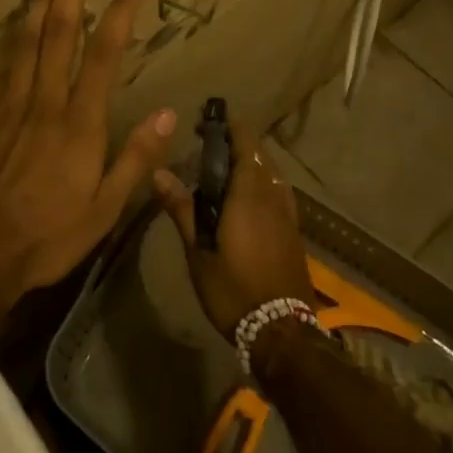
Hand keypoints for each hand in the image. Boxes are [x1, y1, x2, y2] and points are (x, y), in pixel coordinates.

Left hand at [0, 0, 178, 320]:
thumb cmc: (47, 236)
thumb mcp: (105, 209)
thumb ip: (136, 158)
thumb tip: (169, 113)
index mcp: (81, 122)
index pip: (105, 54)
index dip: (120, 14)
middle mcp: (46, 100)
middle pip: (60, 32)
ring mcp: (8, 103)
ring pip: (25, 39)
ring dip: (38, 0)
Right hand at [152, 118, 313, 338]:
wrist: (282, 332)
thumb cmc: (233, 289)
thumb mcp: (199, 252)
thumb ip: (181, 208)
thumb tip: (157, 172)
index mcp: (249, 192)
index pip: (245, 142)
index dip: (229, 126)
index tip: (208, 121)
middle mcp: (273, 194)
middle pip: (260, 153)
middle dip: (237, 142)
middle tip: (209, 144)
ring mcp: (288, 212)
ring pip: (271, 171)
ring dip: (252, 161)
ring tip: (226, 167)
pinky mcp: (294, 230)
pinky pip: (278, 190)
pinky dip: (262, 180)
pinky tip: (248, 196)